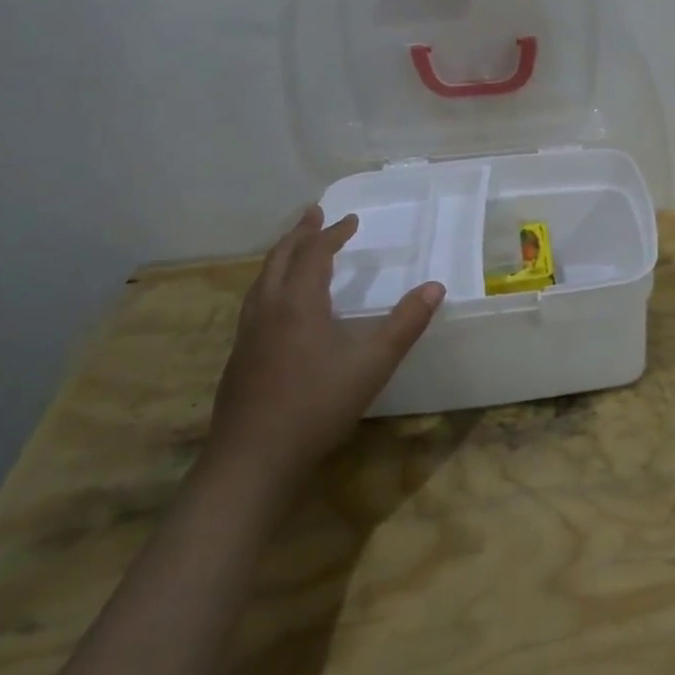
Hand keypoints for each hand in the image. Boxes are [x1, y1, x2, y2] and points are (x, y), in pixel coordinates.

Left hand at [205, 206, 444, 497]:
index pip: (314, 254)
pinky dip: (271, 282)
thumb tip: (434, 287)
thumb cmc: (316, 407)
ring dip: (281, 256)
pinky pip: (255, 301)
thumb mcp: (372, 365)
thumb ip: (405, 324)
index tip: (351, 221)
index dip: (333, 234)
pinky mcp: (239, 357)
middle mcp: (268, 309)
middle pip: (280, 258)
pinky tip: (279, 304)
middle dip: (299, 234)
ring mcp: (248, 334)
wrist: (252, 460)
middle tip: (314, 214)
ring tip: (295, 248)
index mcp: (298, 304)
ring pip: (262, 279)